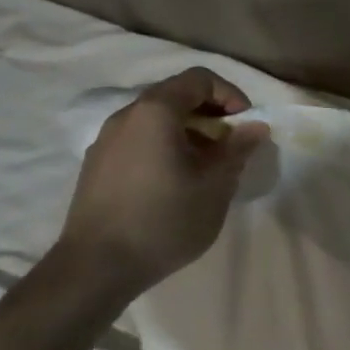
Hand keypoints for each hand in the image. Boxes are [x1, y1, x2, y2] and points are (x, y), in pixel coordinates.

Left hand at [54, 68, 266, 302]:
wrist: (94, 270)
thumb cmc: (164, 219)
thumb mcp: (216, 185)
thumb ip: (237, 149)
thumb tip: (255, 127)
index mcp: (155, 112)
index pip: (199, 79)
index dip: (230, 93)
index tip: (245, 123)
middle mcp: (126, 117)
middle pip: (175, 95)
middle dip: (210, 112)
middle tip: (230, 143)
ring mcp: (105, 142)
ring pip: (155, 120)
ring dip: (187, 131)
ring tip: (206, 165)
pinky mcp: (96, 167)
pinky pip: (138, 140)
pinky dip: (164, 146)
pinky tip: (175, 181)